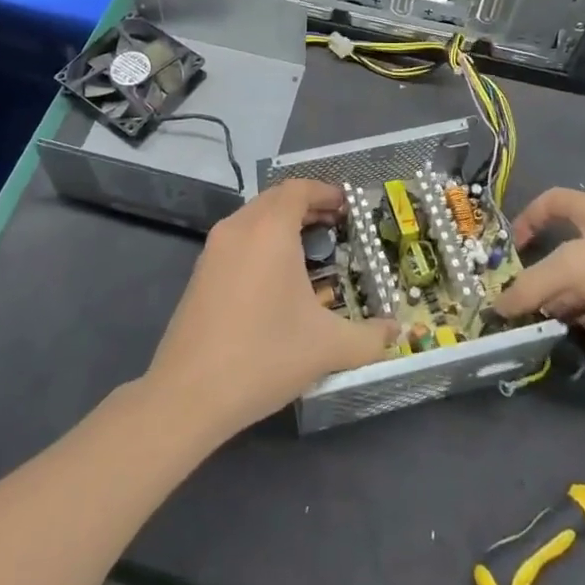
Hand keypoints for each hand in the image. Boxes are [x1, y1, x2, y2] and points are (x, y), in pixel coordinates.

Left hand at [144, 179, 397, 439]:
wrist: (188, 394)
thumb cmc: (264, 356)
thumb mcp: (327, 347)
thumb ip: (369, 337)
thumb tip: (397, 333)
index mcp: (269, 229)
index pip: (299, 189)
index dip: (326, 192)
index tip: (349, 207)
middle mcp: (239, 228)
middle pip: (276, 198)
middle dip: (307, 206)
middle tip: (337, 225)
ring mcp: (214, 249)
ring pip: (254, 217)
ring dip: (282, 223)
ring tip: (310, 249)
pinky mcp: (200, 272)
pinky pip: (238, 239)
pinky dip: (261, 241)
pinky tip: (277, 277)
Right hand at [492, 188, 584, 371]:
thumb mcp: (574, 267)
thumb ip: (533, 285)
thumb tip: (499, 306)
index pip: (555, 201)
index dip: (529, 216)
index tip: (510, 247)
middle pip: (566, 251)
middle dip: (541, 275)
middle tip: (516, 302)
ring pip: (584, 288)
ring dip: (561, 305)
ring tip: (535, 329)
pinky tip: (569, 343)